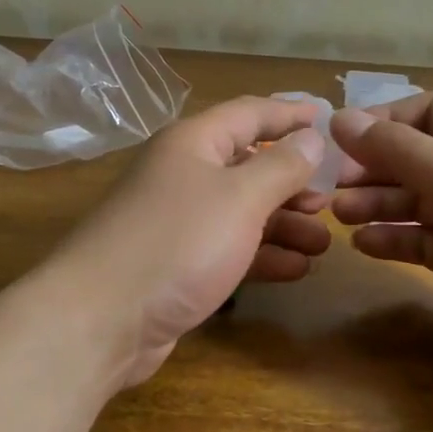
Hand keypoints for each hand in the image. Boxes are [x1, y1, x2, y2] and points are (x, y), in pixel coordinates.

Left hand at [51, 96, 332, 385]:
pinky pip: (229, 250)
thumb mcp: (240, 198)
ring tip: (323, 243)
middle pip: (248, 166)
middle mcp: (183, 175)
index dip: (290, 113)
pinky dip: (262, 256)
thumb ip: (281, 166)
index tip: (329, 119)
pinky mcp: (177, 265)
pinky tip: (296, 269)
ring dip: (284, 225)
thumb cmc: (177, 243)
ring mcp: (178, 222)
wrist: (101, 319)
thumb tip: (310, 138)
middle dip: (293, 182)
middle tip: (331, 201)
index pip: (250, 113)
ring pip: (242, 213)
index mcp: (193, 144)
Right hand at [329, 93, 432, 378]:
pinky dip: (392, 239)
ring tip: (341, 215)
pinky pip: (419, 240)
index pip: (427, 112)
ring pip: (412, 200)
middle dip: (373, 167)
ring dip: (376, 203)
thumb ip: (397, 148)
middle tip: (334, 186)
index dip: (383, 121)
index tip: (341, 140)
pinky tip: (364, 245)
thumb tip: (340, 119)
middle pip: (414, 157)